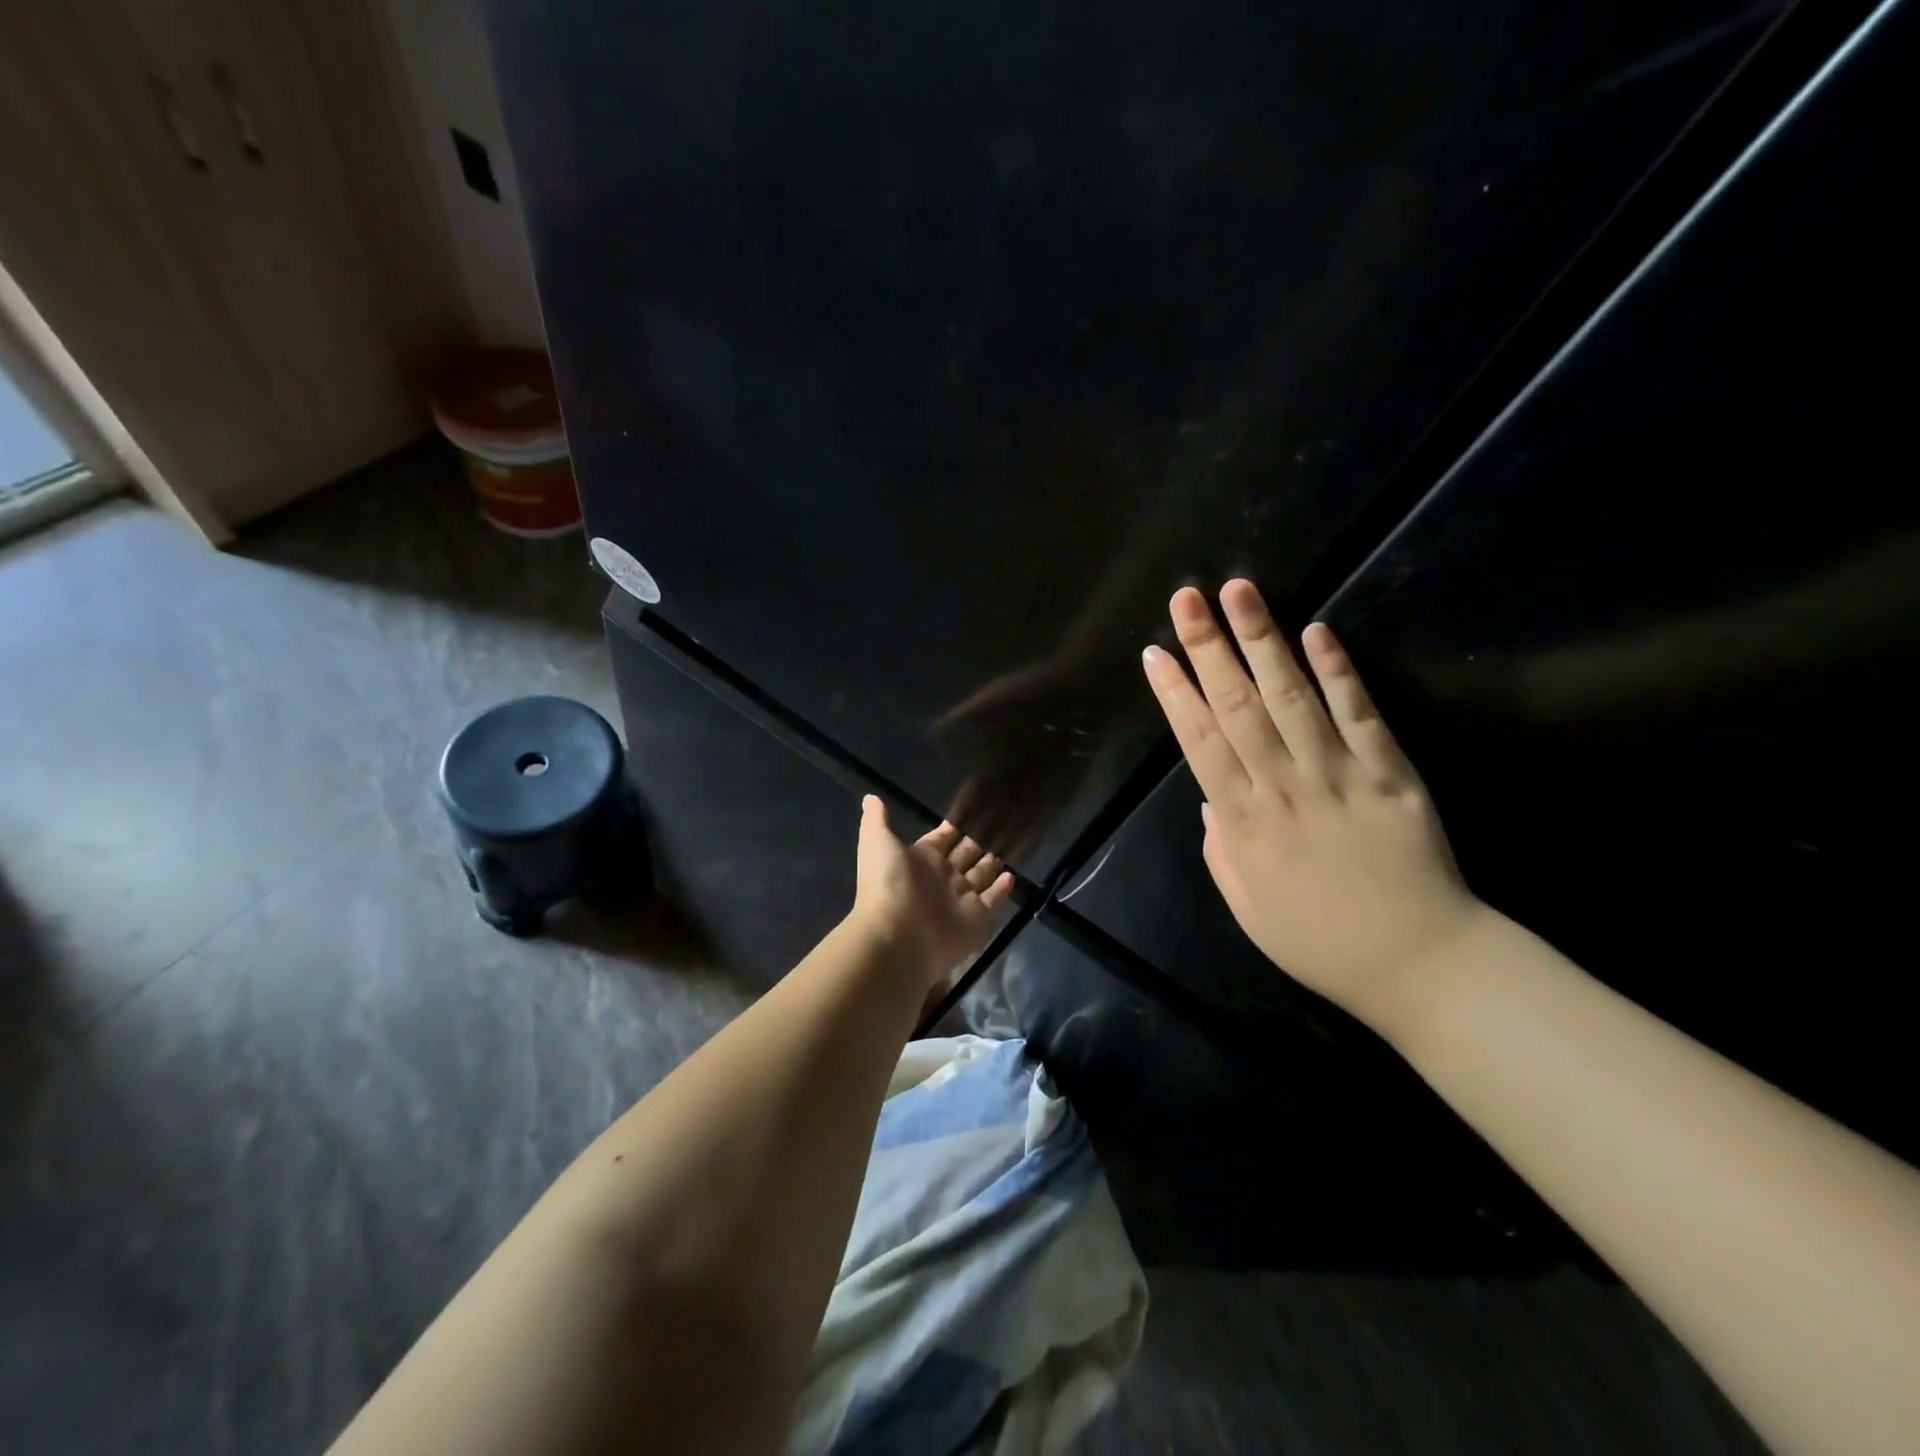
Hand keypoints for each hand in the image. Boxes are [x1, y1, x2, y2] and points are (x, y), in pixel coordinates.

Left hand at [850, 796, 1013, 989]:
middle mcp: (942, 877)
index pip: (942, 839)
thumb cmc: (888, 884)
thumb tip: (870, 797)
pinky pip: (993, 900)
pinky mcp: (977, 918)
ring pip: (980, 876)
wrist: (897, 936)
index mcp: (921, 858)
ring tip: (1010, 848)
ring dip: (992, 864)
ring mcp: (960, 898)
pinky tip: (1011, 876)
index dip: (953, 828)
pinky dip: (1002, 889)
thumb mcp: (877, 842)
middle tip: (999, 827)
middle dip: (977, 844)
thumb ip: (877, 819)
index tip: (973, 812)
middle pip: (964, 856)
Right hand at [1141, 580, 1481, 1028]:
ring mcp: (1339, 775)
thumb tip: (1206, 801)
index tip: (1155, 653)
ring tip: (1240, 592)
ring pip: (1292, 696)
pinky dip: (1339, 671)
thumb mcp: (1247, 907)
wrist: (1419, 962)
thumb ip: (1220, 849)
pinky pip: (1360, 713)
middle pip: (1238, 706)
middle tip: (1188, 597)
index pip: (1199, 743)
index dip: (1175, 695)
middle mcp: (1284, 787)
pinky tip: (1317, 631)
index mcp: (1244, 823)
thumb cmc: (1319, 941)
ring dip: (1262, 640)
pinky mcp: (1391, 772)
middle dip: (1209, 647)